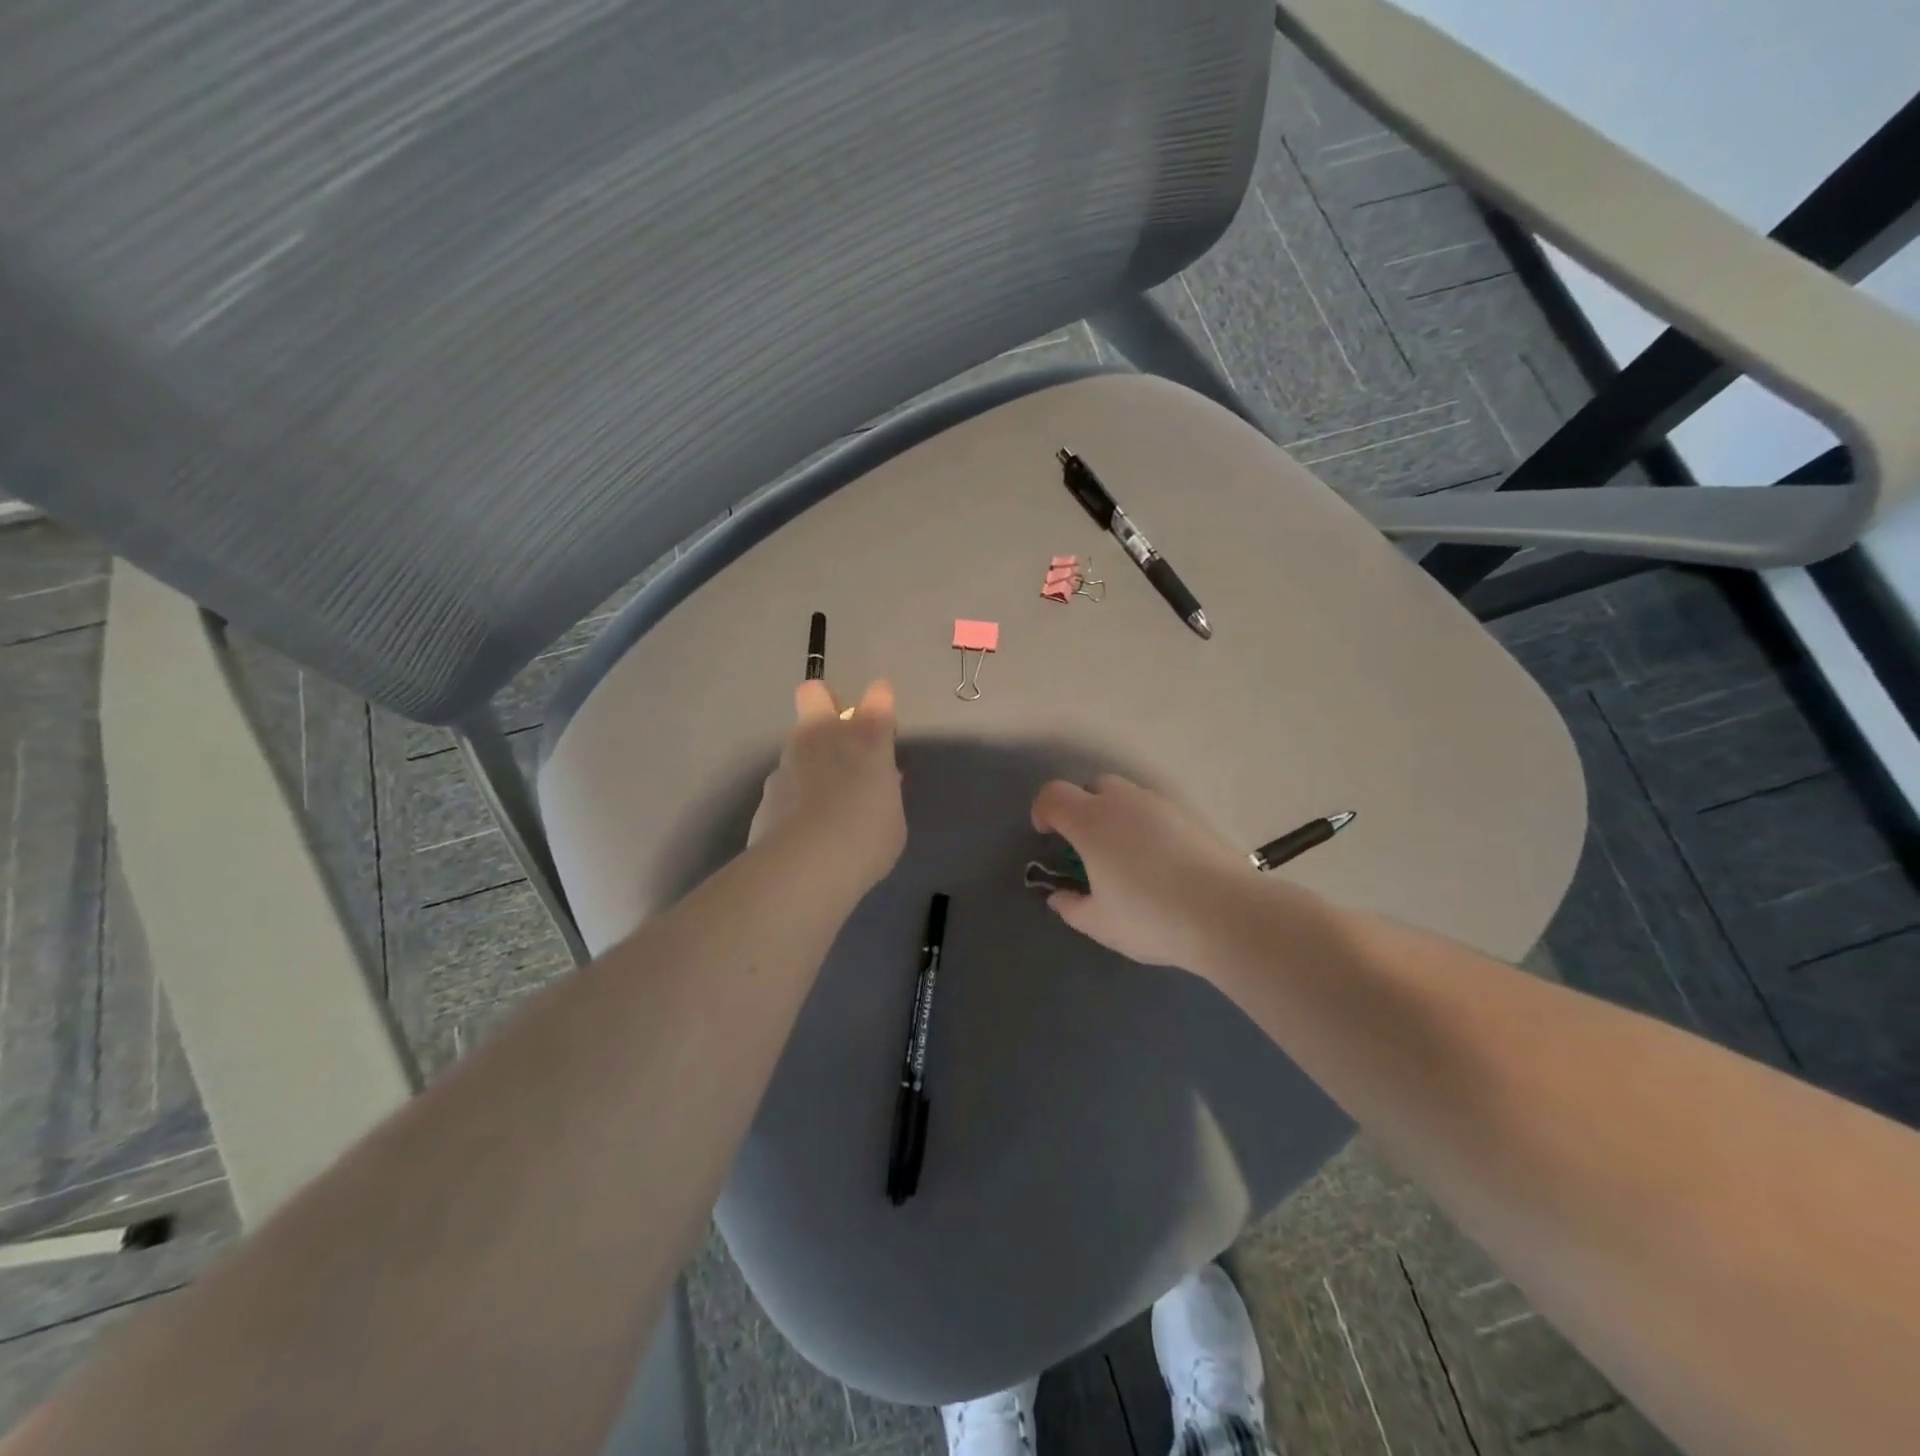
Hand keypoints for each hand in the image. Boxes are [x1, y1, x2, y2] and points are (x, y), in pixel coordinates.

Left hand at [750, 680, 906, 896]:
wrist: (805, 865)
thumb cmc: (866, 839)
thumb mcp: (892, 819)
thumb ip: (884, 793)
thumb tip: (876, 784)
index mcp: (867, 739)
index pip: (878, 697)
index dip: (881, 701)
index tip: (884, 722)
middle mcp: (825, 736)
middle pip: (815, 692)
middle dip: (825, 702)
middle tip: (838, 734)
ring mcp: (790, 759)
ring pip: (797, 740)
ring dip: (811, 758)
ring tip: (823, 799)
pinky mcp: (768, 788)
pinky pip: (786, 780)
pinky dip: (795, 794)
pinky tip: (802, 826)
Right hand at [1029, 774, 1250, 970]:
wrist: (1227, 912)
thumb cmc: (1150, 916)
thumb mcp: (1100, 923)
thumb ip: (1072, 906)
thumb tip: (1060, 896)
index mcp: (1091, 821)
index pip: (1054, 795)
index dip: (1043, 811)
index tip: (1047, 837)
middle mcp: (1124, 802)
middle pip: (1093, 786)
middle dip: (1082, 808)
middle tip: (1088, 847)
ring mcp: (1162, 804)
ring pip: (1128, 796)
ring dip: (1116, 815)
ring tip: (1126, 856)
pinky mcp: (1192, 814)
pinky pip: (1157, 810)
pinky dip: (1148, 825)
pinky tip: (1160, 861)